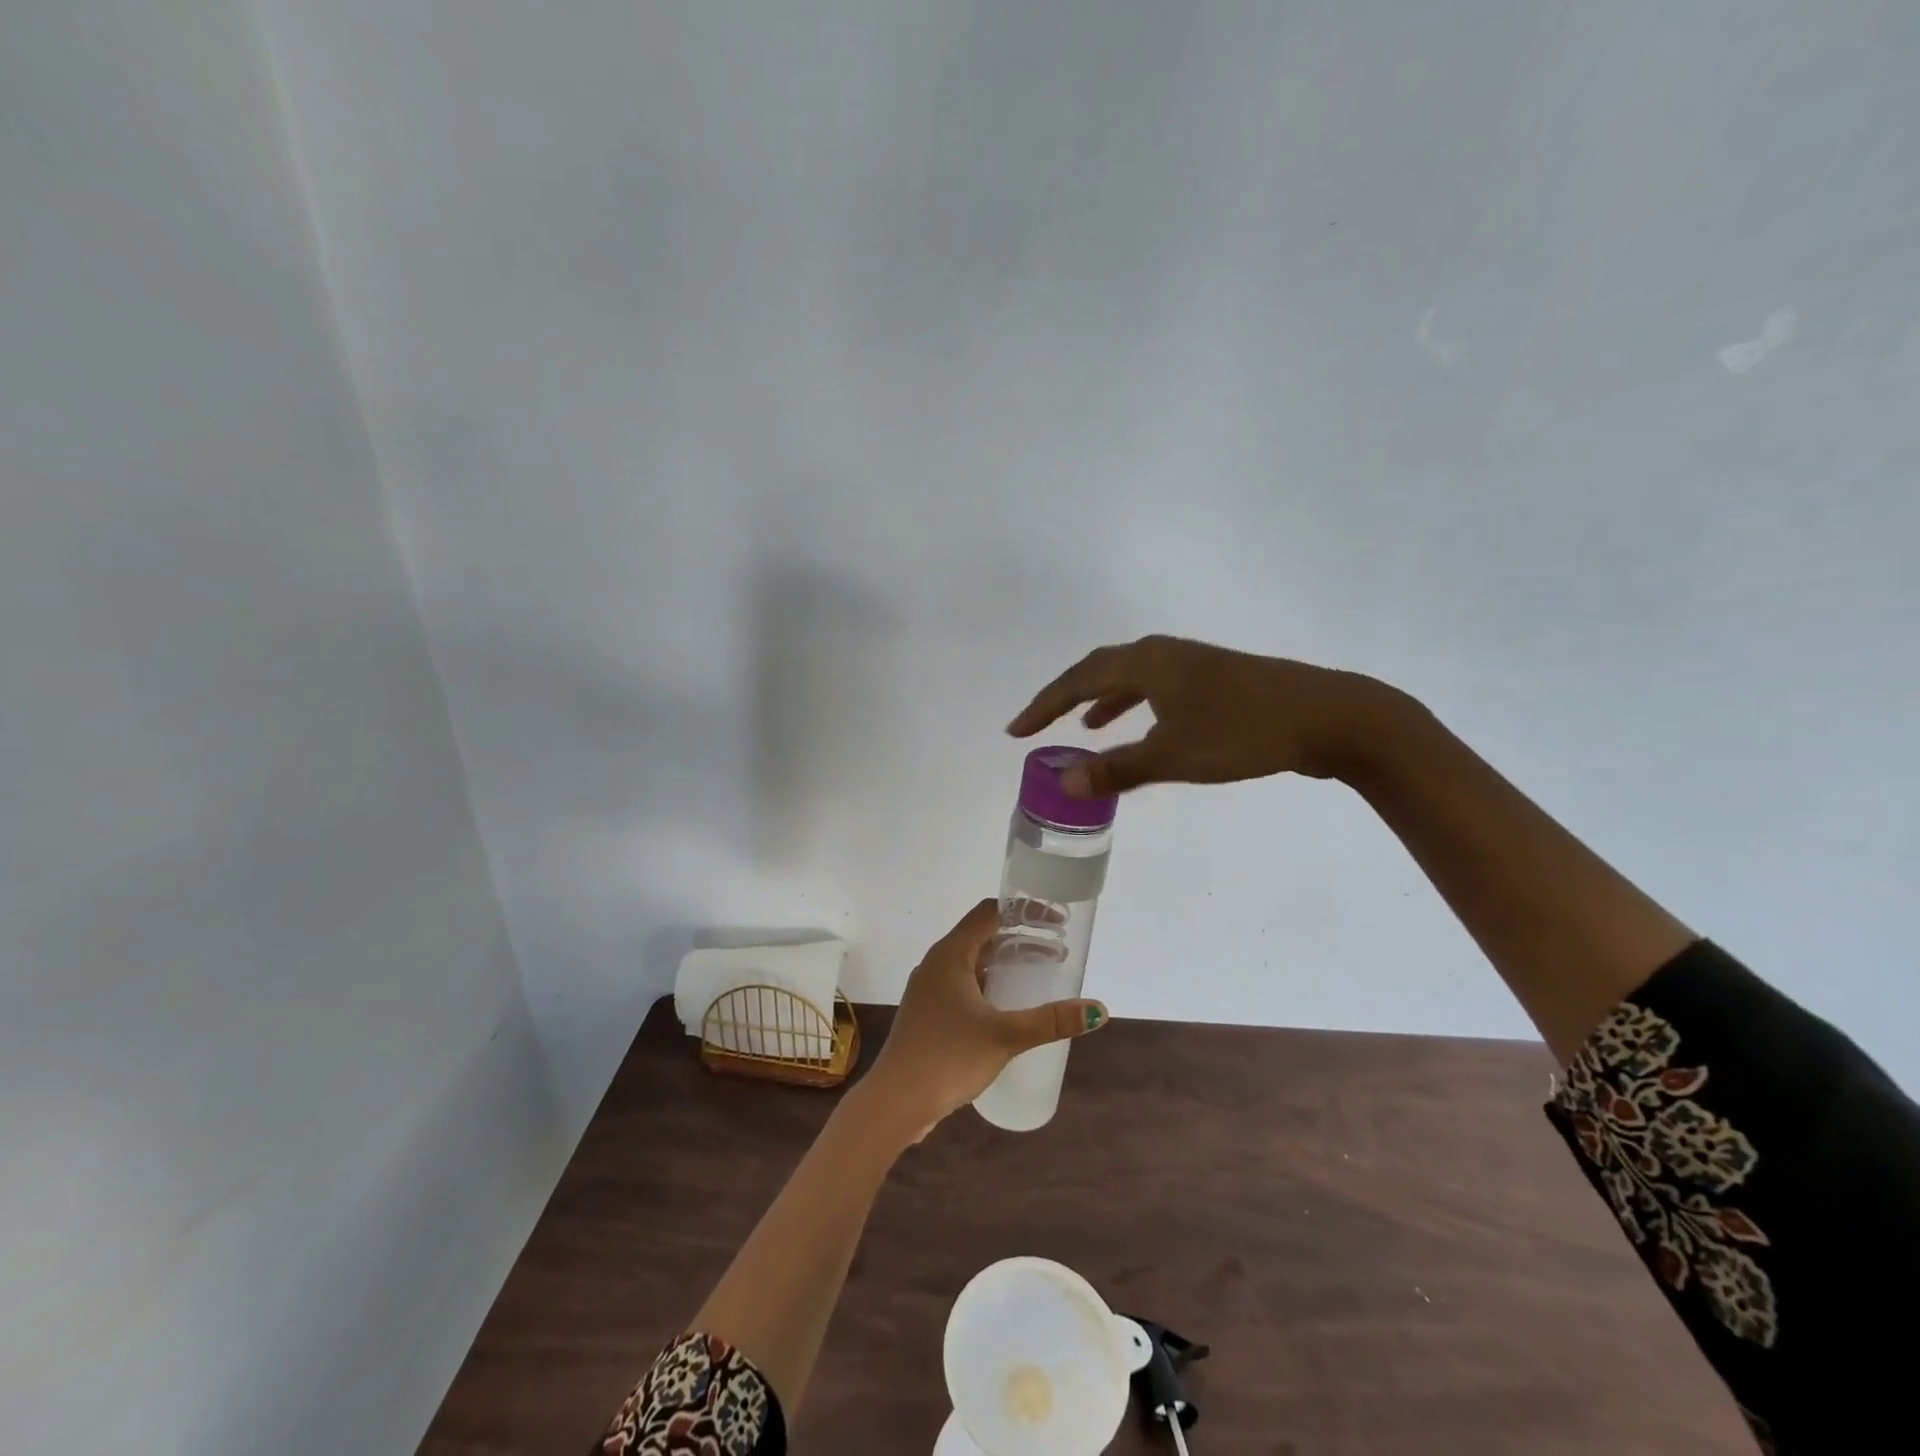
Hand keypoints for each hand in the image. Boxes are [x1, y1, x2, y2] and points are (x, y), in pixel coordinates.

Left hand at [862, 900, 1105, 1139]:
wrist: (896, 1101)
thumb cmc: (948, 1057)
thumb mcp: (1005, 1036)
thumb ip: (1051, 1021)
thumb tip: (1099, 1010)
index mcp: (950, 954)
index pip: (989, 913)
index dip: (1025, 911)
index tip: (1056, 922)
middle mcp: (937, 963)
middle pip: (983, 936)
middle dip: (1021, 940)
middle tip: (1058, 952)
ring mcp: (930, 989)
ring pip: (974, 962)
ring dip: (1006, 964)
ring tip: (1041, 976)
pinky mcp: (929, 1013)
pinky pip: (965, 984)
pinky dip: (992, 984)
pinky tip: (1010, 1007)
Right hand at [1007, 634, 1407, 796]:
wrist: (1328, 717)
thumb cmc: (1243, 733)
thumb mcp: (1173, 756)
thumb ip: (1115, 769)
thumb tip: (1061, 782)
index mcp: (1147, 663)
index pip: (1077, 681)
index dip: (1043, 706)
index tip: (1016, 731)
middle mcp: (1164, 653)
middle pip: (1100, 670)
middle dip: (1065, 698)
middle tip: (1038, 724)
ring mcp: (1192, 663)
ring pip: (1131, 677)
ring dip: (1102, 700)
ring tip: (1084, 726)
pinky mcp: (1215, 679)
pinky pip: (1156, 687)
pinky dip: (1135, 705)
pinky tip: (1143, 727)